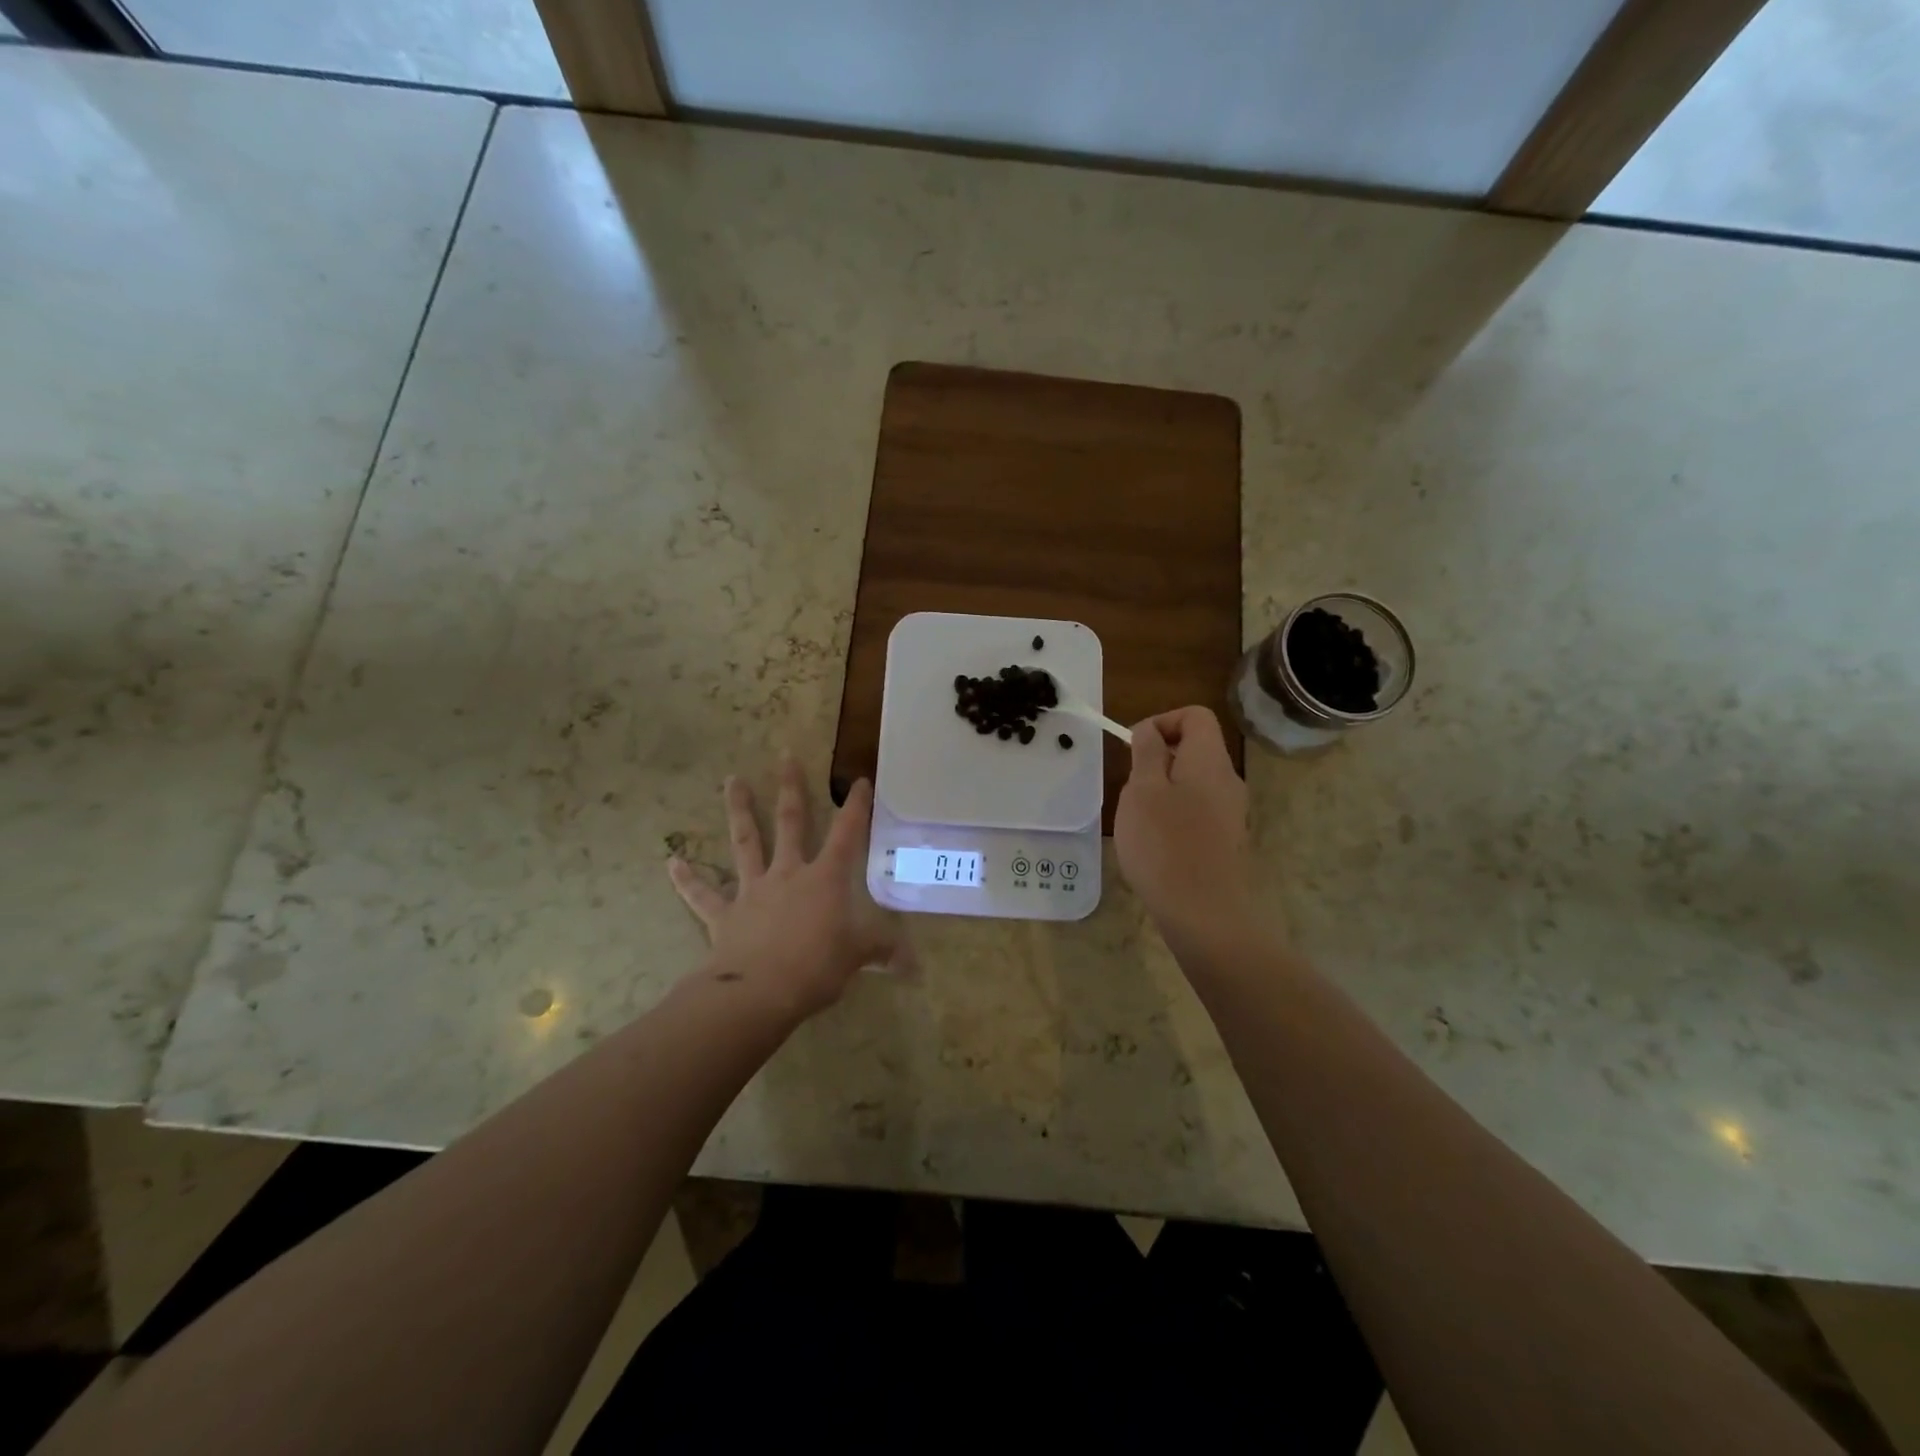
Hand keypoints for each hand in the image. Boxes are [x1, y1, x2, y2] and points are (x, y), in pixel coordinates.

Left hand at [668, 756, 913, 1023]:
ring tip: (731, 780)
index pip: (847, 834)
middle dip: (790, 788)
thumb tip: (914, 966)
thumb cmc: (816, 967)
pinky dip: (687, 879)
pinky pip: (703, 895)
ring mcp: (752, 890)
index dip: (856, 807)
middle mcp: (788, 874)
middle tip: (784, 756)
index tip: (859, 780)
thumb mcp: (857, 957)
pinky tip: (672, 862)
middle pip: (790, 823)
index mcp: (824, 879)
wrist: (758, 992)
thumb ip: (883, 952)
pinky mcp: (724, 915)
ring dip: (739, 811)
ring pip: (746, 843)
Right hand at [1114, 707, 1255, 949]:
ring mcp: (1230, 813)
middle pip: (1194, 749)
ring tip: (1138, 820)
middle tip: (1130, 788)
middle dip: (1157, 760)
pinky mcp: (1225, 841)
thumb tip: (1150, 731)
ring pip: (1193, 782)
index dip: (1162, 721)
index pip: (1195, 715)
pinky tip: (1155, 845)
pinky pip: (1197, 811)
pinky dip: (1173, 816)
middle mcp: (1227, 780)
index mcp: (1209, 760)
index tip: (1135, 749)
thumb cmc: (1165, 844)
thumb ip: (1146, 752)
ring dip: (1162, 791)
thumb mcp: (1142, 790)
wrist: (1204, 913)